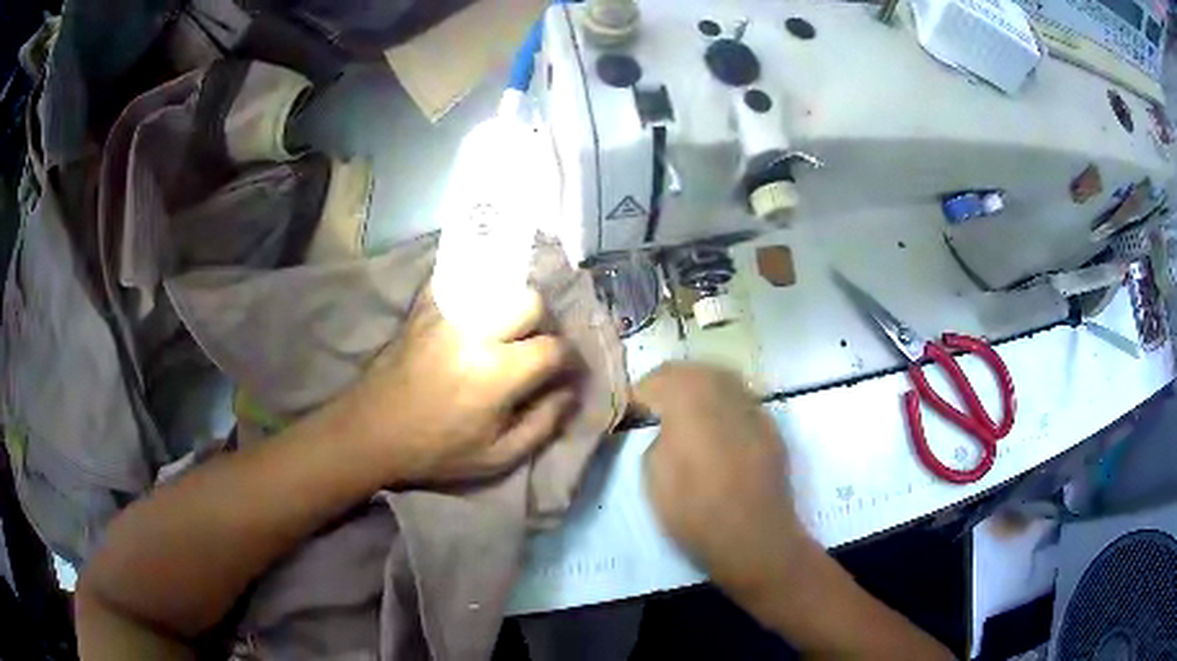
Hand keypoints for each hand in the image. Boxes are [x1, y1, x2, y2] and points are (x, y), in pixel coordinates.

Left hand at [343, 283, 578, 483]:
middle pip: (530, 301)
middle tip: (534, 349)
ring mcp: (446, 313)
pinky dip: (477, 293)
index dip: (570, 360)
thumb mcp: (497, 457)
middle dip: (543, 325)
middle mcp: (475, 332)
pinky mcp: (424, 308)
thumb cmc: (435, 451)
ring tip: (505, 333)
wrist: (372, 431)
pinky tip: (475, 315)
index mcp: (497, 373)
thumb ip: (543, 424)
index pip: (554, 348)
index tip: (567, 373)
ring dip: (512, 307)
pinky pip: (460, 282)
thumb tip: (570, 393)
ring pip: (498, 286)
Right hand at [636, 363, 806, 603]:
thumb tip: (666, 427)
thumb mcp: (652, 475)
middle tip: (655, 406)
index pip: (659, 378)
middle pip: (694, 370)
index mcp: (690, 400)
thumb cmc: (694, 511)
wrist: (754, 538)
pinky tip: (716, 429)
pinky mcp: (771, 426)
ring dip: (700, 388)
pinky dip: (724, 405)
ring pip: (723, 379)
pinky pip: (741, 401)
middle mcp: (725, 392)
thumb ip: (657, 437)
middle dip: (670, 382)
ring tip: (685, 413)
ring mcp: (753, 408)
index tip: (630, 410)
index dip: (640, 392)